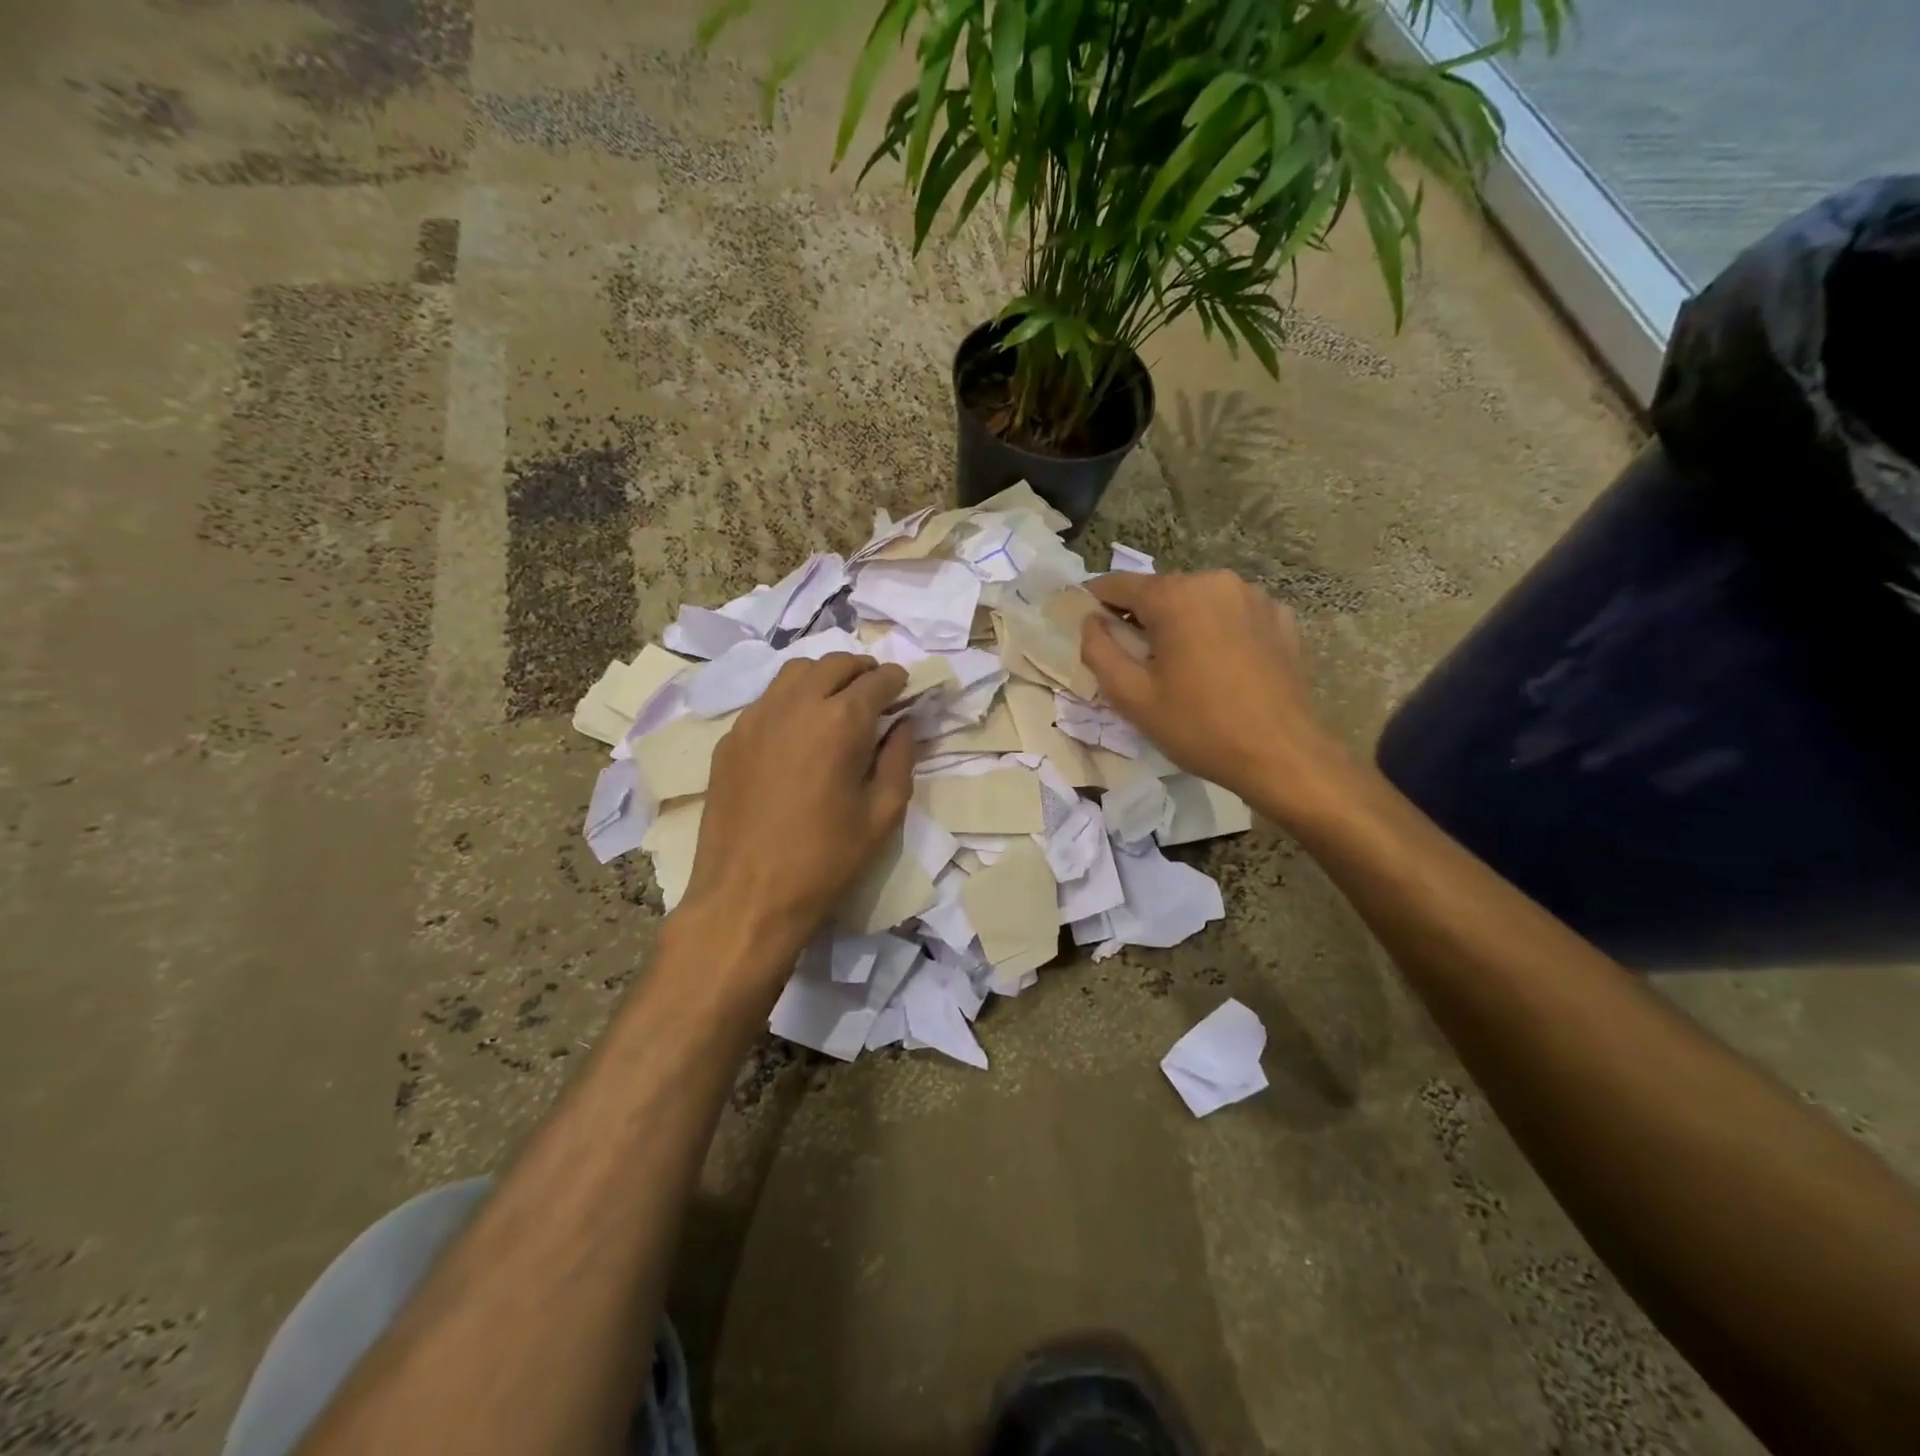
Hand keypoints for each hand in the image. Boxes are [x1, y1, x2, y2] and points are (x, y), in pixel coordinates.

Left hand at [679, 654, 913, 968]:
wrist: (747, 896)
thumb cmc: (825, 860)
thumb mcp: (883, 815)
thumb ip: (900, 760)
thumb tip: (903, 725)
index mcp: (840, 722)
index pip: (876, 681)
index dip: (896, 680)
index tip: (905, 686)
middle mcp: (795, 706)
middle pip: (833, 664)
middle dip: (861, 669)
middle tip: (876, 688)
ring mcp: (755, 718)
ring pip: (795, 672)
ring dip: (824, 675)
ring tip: (837, 699)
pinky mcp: (731, 738)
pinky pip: (767, 700)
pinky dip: (792, 698)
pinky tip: (798, 728)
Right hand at [1080, 570, 1353, 822]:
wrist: (1281, 755)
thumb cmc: (1198, 727)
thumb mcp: (1132, 697)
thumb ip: (1099, 651)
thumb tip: (1091, 621)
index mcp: (1176, 596)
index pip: (1120, 584)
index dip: (1095, 599)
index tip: (1083, 619)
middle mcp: (1216, 582)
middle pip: (1161, 592)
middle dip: (1141, 618)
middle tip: (1133, 659)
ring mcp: (1255, 597)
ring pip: (1198, 601)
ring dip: (1180, 624)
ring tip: (1180, 666)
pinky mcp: (1281, 617)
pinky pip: (1232, 614)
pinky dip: (1216, 630)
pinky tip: (1219, 666)